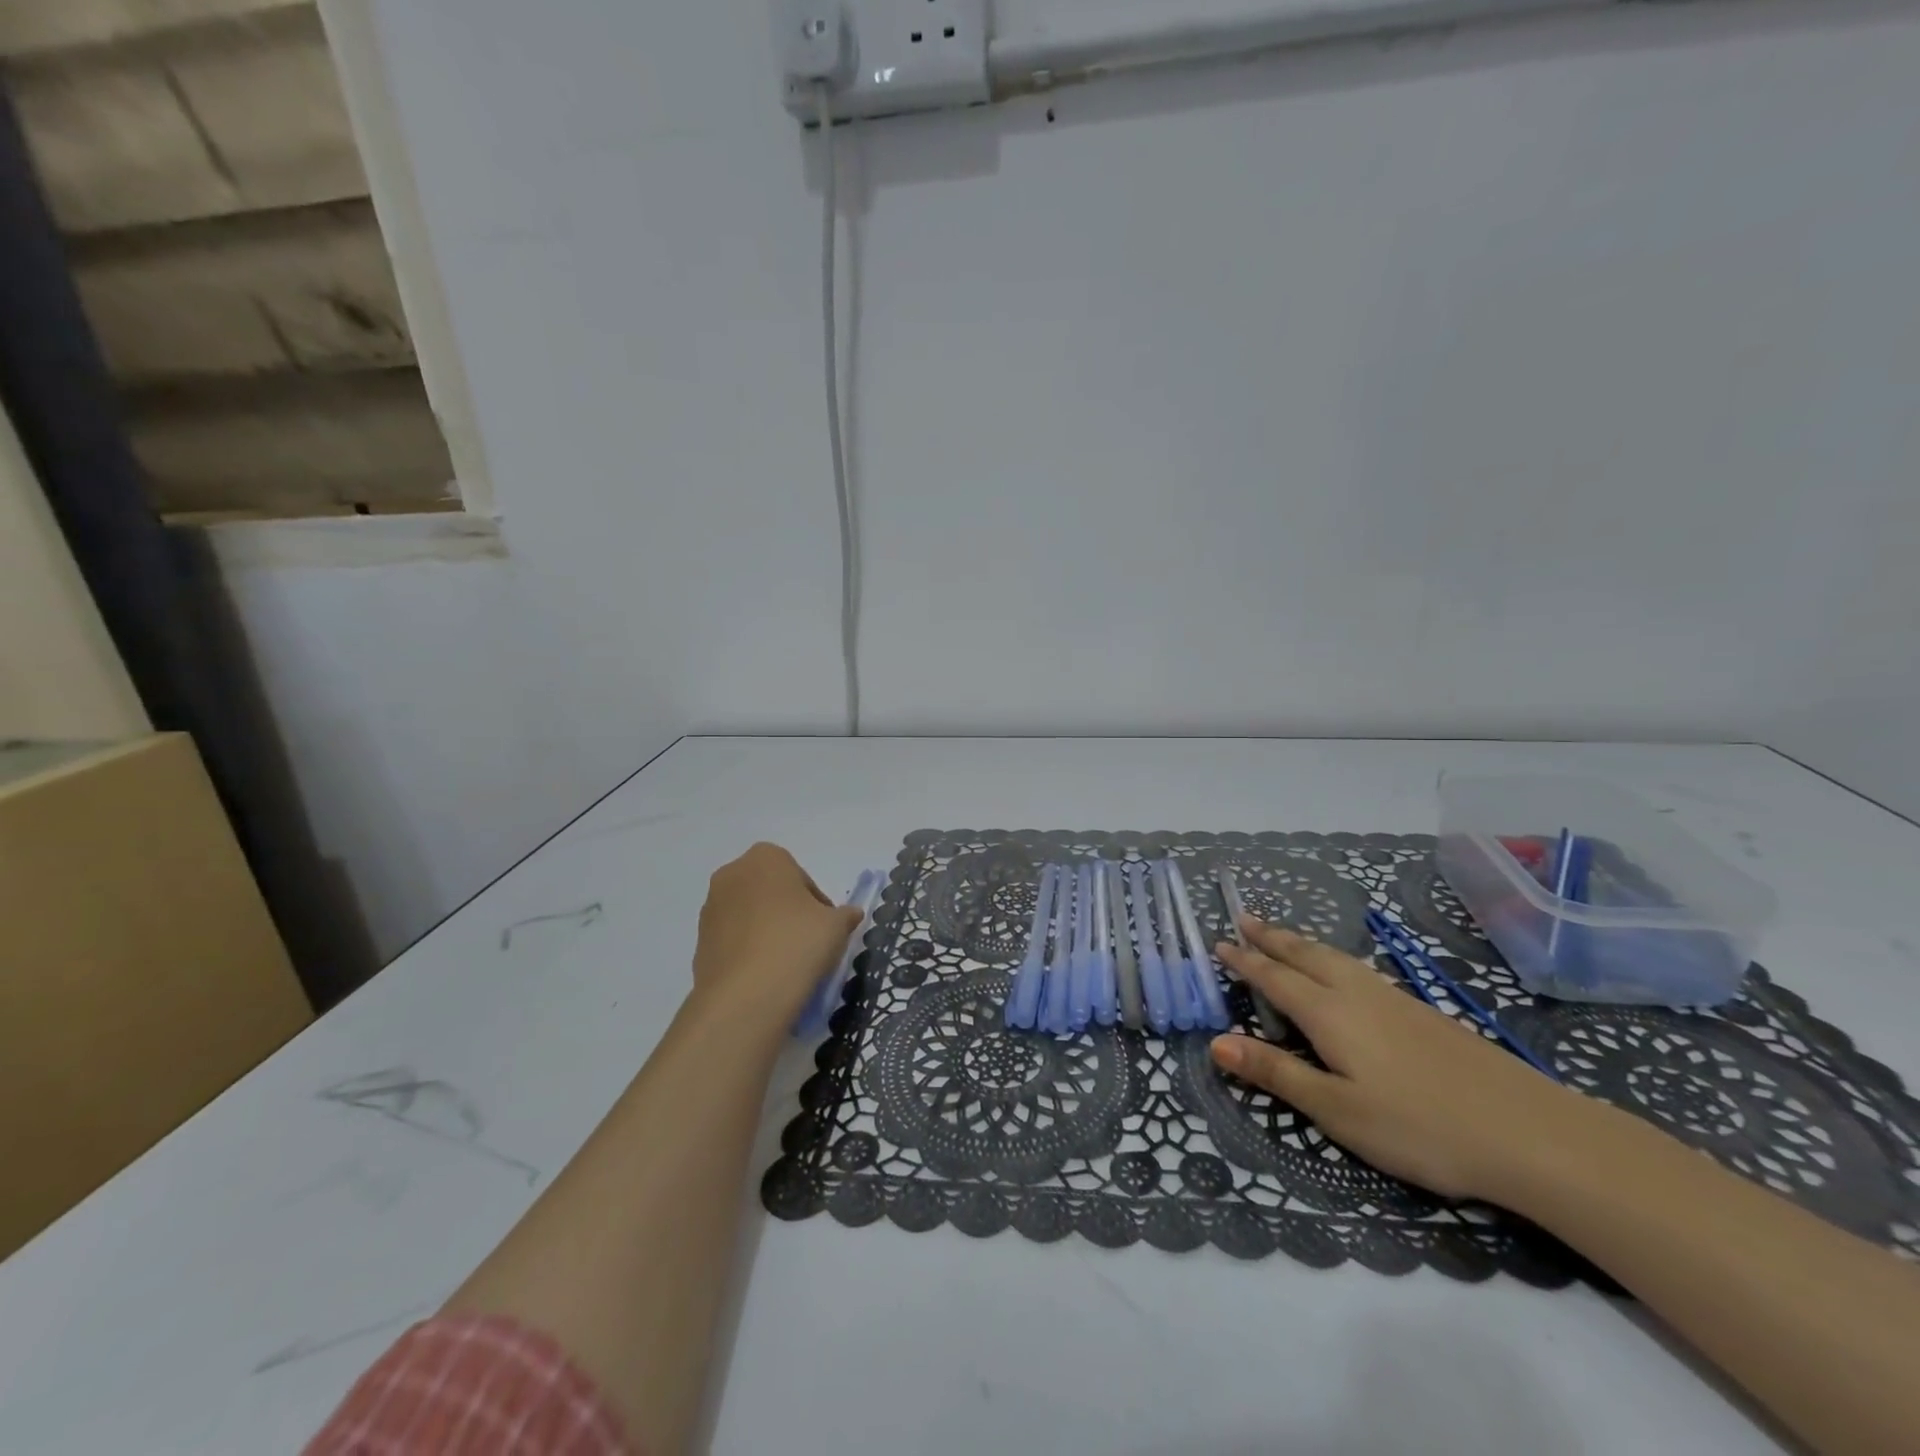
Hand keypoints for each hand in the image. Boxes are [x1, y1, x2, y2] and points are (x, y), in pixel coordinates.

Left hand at [693, 843, 862, 1030]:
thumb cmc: (797, 943)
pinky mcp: (699, 943)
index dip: (817, 903)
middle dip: (788, 913)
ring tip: (786, 964)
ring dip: (767, 932)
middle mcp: (731, 875)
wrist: (746, 996)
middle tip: (808, 943)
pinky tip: (765, 977)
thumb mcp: (836, 926)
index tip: (825, 928)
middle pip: (771, 892)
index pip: (800, 877)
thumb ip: (845, 915)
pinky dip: (749, 952)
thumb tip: (849, 915)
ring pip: (749, 916)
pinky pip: (733, 941)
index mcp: (765, 857)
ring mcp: (710, 909)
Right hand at [1212, 918, 1589, 1201]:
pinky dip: (1333, 957)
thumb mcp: (1338, 1111)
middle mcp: (1357, 993)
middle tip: (1244, 917)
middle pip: (1305, 954)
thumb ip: (1276, 1074)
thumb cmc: (1421, 1127)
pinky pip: (1360, 968)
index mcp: (1329, 1013)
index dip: (1245, 961)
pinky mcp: (1423, 1012)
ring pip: (1336, 957)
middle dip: (1271, 937)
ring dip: (1301, 942)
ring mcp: (1394, 999)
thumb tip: (1215, 1042)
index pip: (1275, 977)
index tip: (1219, 943)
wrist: (1531, 1132)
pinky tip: (1344, 971)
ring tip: (1284, 936)